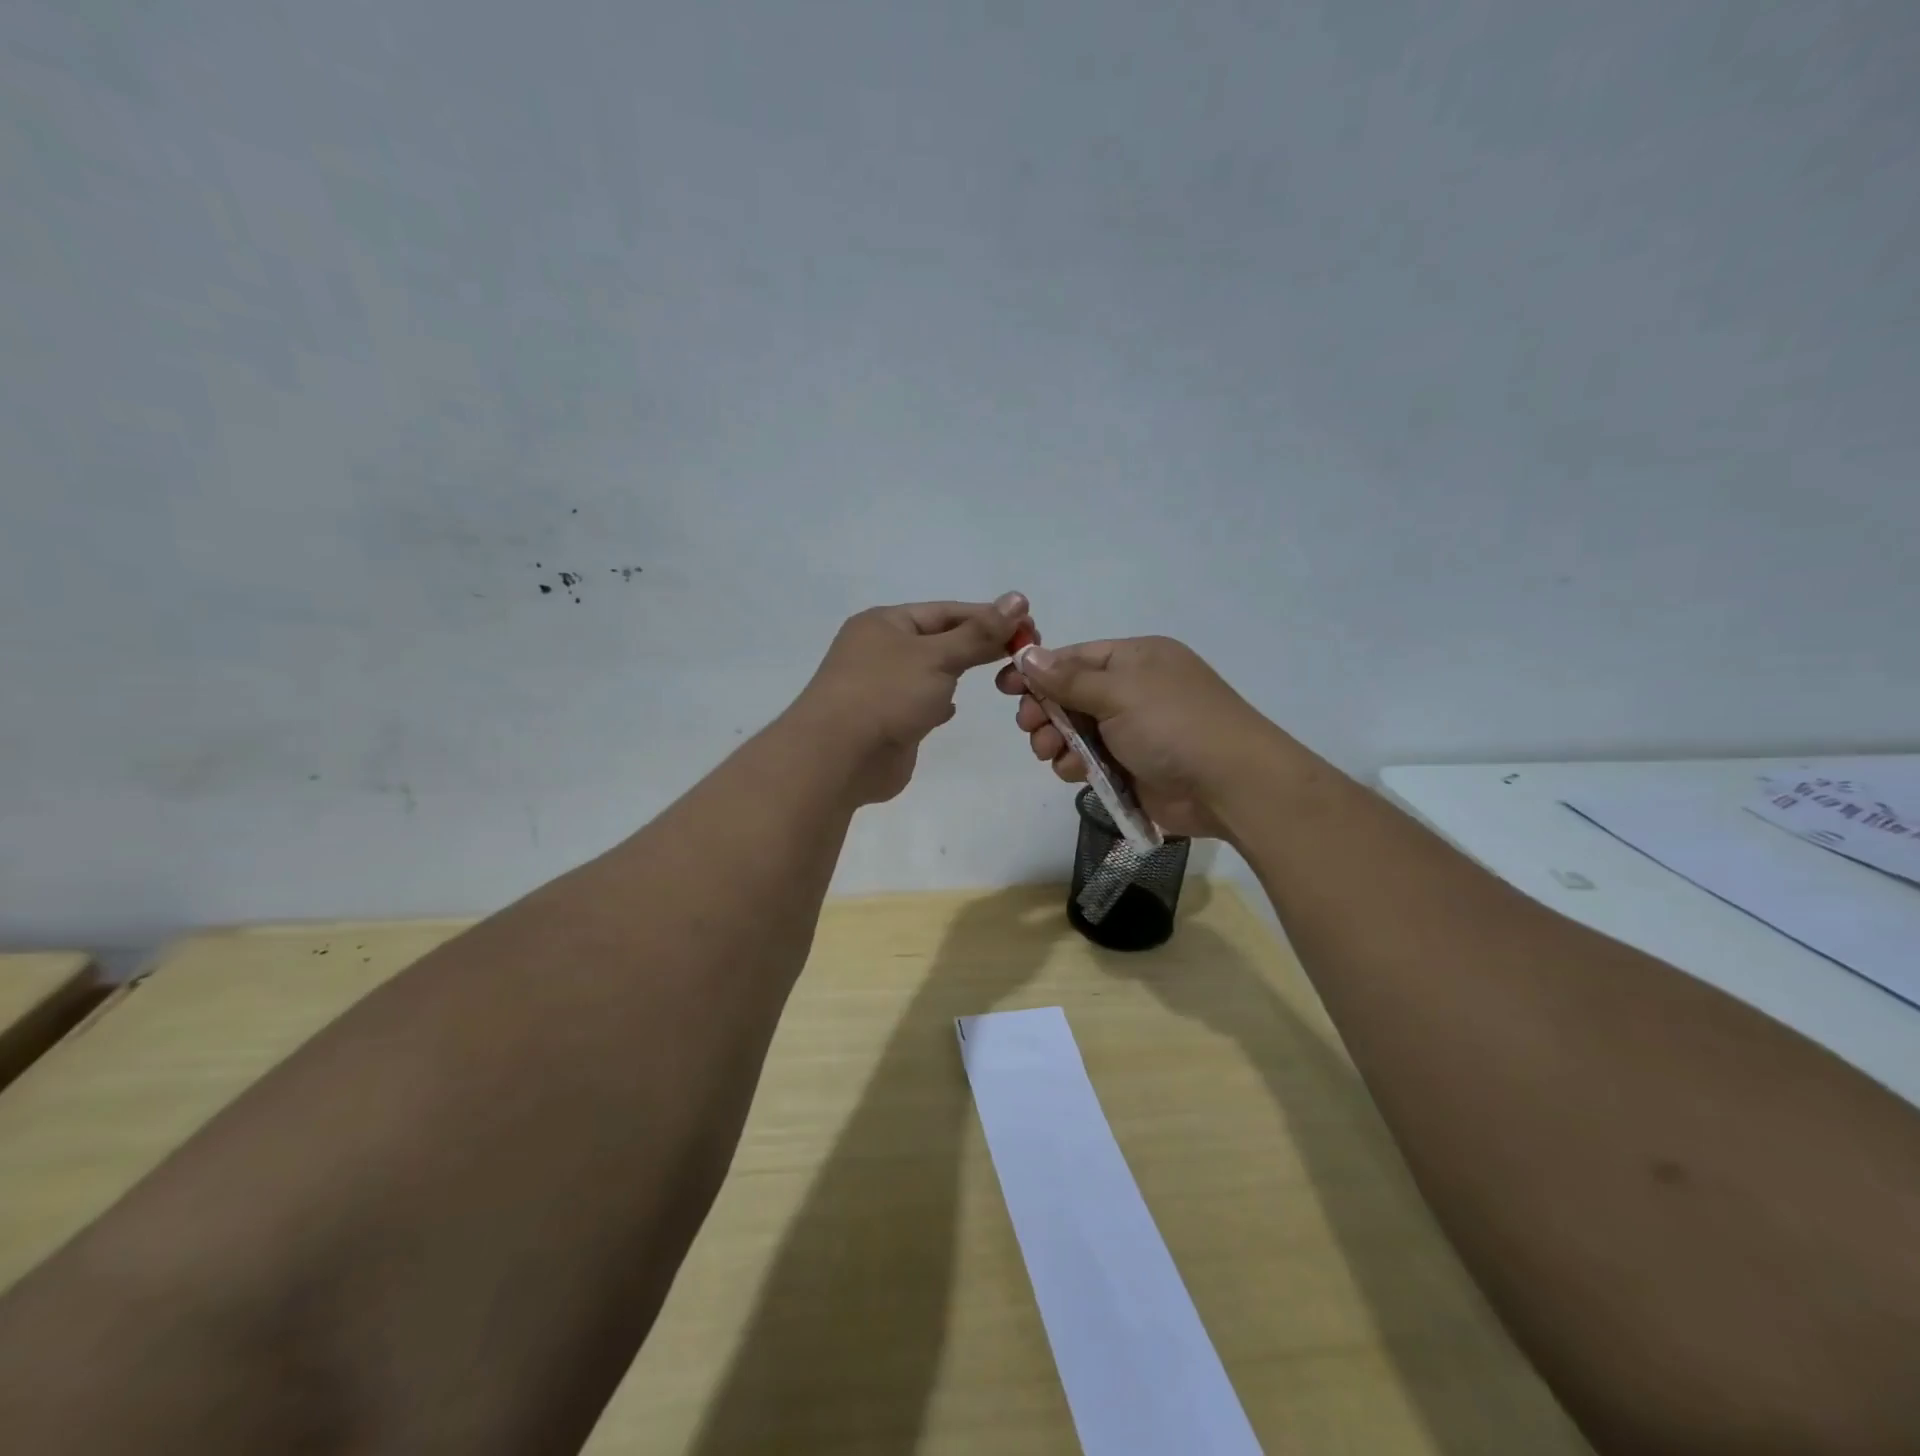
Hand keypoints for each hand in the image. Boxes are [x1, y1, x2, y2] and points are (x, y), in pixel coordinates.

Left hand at [791, 593, 1031, 804]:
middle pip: (939, 640)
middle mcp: (879, 650)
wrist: (838, 757)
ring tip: (997, 675)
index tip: (1028, 625)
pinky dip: (938, 702)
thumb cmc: (886, 694)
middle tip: (1023, 652)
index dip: (987, 616)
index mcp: (884, 623)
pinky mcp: (886, 721)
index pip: (946, 612)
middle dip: (978, 644)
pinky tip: (953, 708)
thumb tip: (1018, 598)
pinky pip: (919, 703)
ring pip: (929, 672)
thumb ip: (979, 633)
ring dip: (958, 672)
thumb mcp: (938, 656)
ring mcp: (880, 687)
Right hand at [994, 636, 1277, 839]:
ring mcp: (1132, 731)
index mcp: (1135, 660)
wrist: (1230, 785)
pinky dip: (1075, 764)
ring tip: (1050, 752)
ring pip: (1074, 731)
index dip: (1038, 670)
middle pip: (1069, 695)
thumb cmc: (1174, 724)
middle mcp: (1132, 691)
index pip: (1074, 657)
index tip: (1005, 685)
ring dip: (1055, 740)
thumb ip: (1068, 678)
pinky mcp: (1130, 767)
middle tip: (1029, 725)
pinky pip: (1088, 760)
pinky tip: (1074, 771)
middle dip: (1044, 710)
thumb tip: (1027, 653)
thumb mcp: (1119, 692)